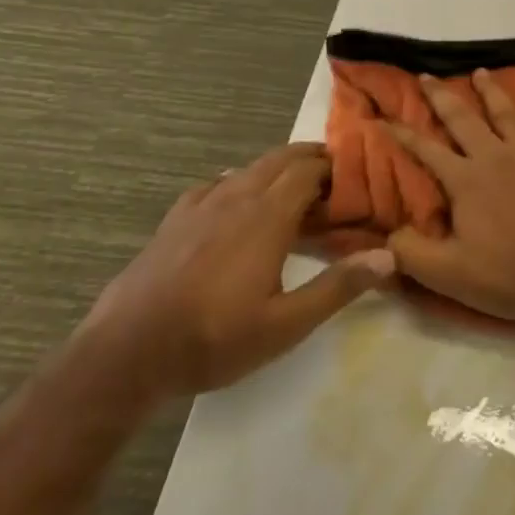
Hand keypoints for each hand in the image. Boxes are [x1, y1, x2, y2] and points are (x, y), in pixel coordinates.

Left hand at [83, 144, 393, 400]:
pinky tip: (239, 204)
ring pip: (247, 169)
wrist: (125, 354)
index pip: (307, 171)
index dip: (335, 168)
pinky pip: (215, 185)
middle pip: (279, 160)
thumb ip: (338, 287)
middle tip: (337, 176)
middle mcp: (234, 199)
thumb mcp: (286, 325)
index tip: (357, 178)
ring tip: (297, 191)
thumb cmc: (214, 340)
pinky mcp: (174, 220)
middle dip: (311, 159)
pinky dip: (240, 183)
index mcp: (265, 218)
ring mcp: (199, 207)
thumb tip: (388, 257)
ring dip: (278, 170)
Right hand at [389, 71, 514, 323]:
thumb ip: (410, 253)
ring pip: (508, 115)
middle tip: (426, 76)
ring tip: (481, 72)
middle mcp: (496, 157)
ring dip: (493, 92)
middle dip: (441, 97)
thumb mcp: (449, 274)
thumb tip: (383, 238)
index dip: (402, 134)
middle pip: (464, 119)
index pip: (426, 150)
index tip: (382, 118)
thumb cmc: (510, 274)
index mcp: (466, 180)